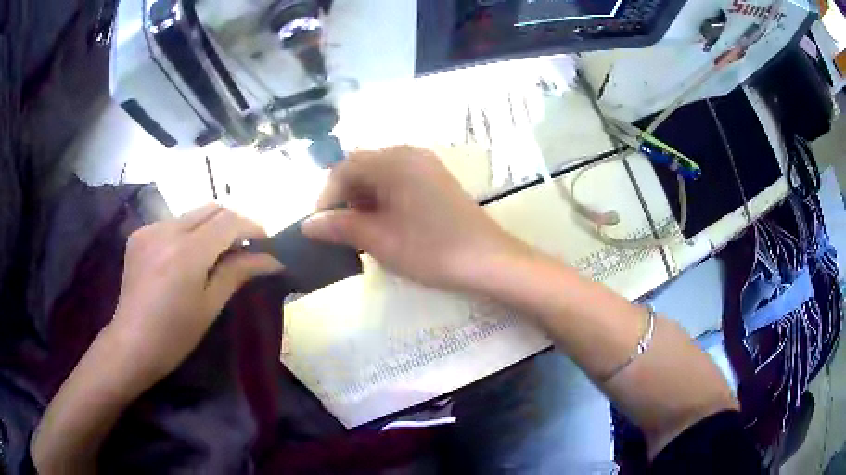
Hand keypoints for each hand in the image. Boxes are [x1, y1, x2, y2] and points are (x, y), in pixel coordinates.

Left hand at [110, 204, 282, 380]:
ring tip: (214, 255)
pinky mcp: (139, 235)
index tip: (264, 243)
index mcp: (187, 252)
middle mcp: (167, 230)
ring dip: (210, 227)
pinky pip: (172, 223)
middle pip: (211, 208)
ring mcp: (150, 229)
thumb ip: (238, 273)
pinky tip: (185, 258)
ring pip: (191, 214)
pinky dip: (187, 233)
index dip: (252, 226)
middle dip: (233, 223)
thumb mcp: (210, 306)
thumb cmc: (175, 336)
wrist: (132, 344)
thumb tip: (271, 259)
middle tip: (243, 247)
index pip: (228, 221)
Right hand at [302, 146, 531, 290]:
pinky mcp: (436, 179)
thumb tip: (308, 224)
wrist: (489, 259)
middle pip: (362, 168)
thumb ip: (340, 226)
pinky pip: (399, 181)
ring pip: (380, 176)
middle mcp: (408, 154)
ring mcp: (425, 165)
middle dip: (345, 199)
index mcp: (392, 161)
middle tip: (341, 232)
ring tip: (362, 233)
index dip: (327, 198)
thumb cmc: (431, 249)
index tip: (321, 228)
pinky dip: (384, 200)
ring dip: (364, 200)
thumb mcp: (379, 239)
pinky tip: (386, 225)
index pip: (344, 168)